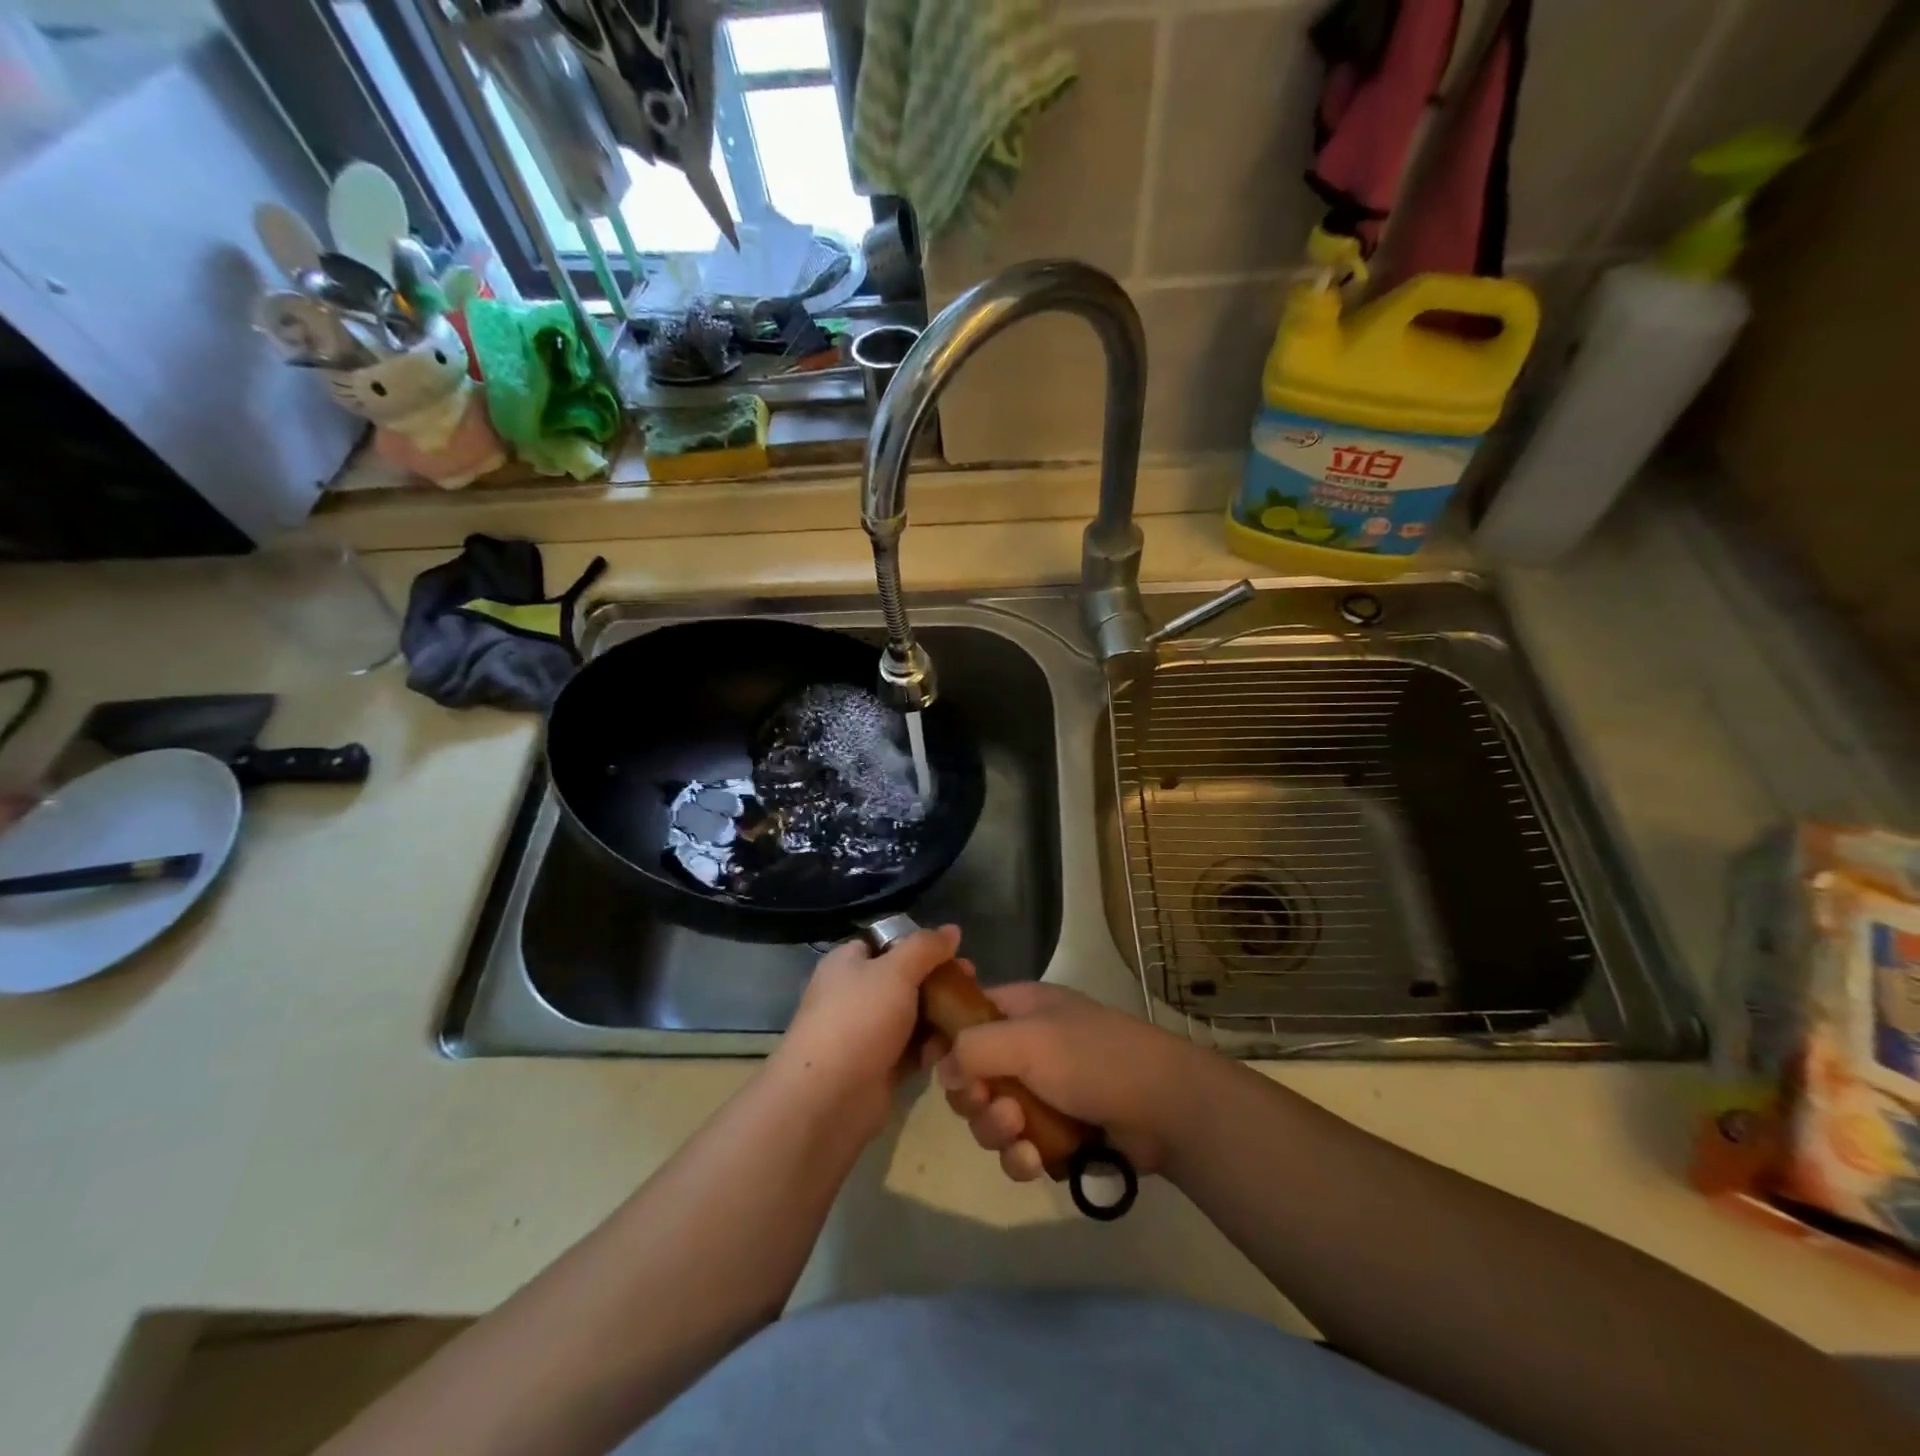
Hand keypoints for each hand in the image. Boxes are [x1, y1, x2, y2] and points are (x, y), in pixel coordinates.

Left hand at [769, 924, 963, 1139]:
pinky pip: (912, 1050)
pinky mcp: (878, 1068)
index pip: (886, 943)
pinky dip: (931, 1048)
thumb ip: (926, 947)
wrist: (829, 1097)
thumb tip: (952, 929)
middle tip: (971, 984)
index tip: (955, 952)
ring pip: (912, 1016)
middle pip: (904, 980)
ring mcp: (865, 1034)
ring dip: (940, 1017)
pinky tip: (955, 1048)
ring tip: (970, 1018)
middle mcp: (854, 995)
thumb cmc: (859, 1018)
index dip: (920, 945)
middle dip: (938, 982)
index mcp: (848, 963)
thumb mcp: (896, 970)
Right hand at [933, 982, 1213, 1182]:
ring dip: (996, 1129)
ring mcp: (1043, 1092)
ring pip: (991, 1116)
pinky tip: (1033, 1161)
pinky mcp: (1056, 1134)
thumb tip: (943, 1069)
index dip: (947, 1039)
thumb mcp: (1028, 1040)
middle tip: (989, 1103)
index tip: (935, 1066)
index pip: (967, 1014)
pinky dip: (1019, 1157)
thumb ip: (974, 1048)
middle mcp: (1027, 1047)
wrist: (1165, 1107)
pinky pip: (1017, 1148)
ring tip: (1018, 1132)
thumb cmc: (1093, 1058)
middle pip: (973, 1074)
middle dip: (974, 1097)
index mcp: (1021, 1009)